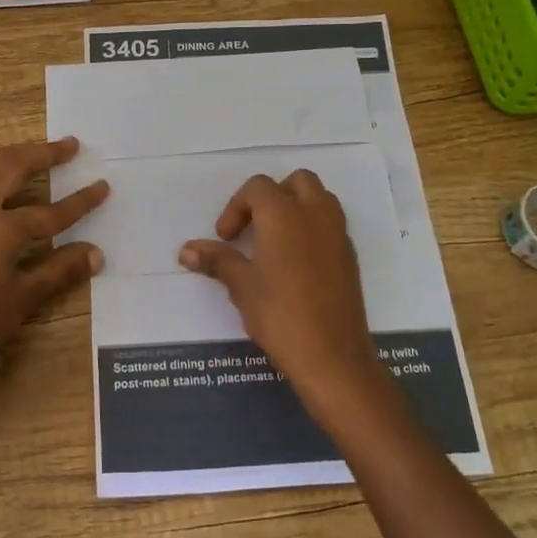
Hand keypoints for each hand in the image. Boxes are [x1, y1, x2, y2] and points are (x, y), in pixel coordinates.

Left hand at [0, 138, 108, 361]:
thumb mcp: (26, 295)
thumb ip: (61, 269)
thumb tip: (96, 254)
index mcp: (0, 227)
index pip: (51, 211)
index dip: (80, 201)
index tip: (103, 185)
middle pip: (13, 168)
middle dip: (45, 154)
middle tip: (70, 145)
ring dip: (10, 154)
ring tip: (30, 150)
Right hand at [179, 170, 390, 424]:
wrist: (332, 356)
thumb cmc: (279, 315)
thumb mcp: (241, 286)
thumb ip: (217, 260)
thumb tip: (187, 250)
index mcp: (284, 214)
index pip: (257, 188)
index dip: (235, 207)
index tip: (225, 238)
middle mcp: (315, 214)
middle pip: (296, 182)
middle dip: (271, 197)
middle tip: (253, 228)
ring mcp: (338, 233)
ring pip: (319, 198)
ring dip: (296, 207)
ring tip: (275, 241)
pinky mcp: (350, 255)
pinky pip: (330, 224)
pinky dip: (312, 228)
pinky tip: (296, 263)